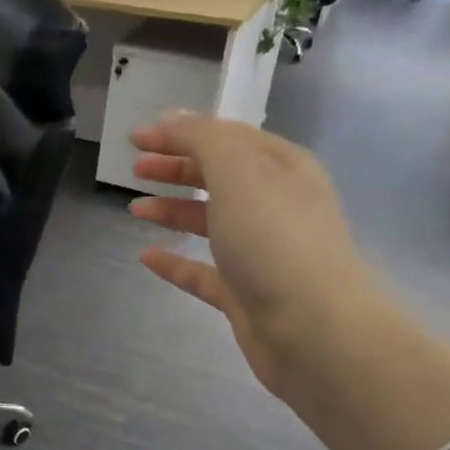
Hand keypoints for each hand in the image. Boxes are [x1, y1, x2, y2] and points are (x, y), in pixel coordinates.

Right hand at [126, 115, 381, 410]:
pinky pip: (203, 271)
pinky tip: (147, 258)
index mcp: (282, 168)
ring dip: (172, 211)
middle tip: (134, 168)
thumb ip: (204, 140)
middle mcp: (274, 205)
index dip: (181, 133)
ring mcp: (260, 253)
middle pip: (218, 177)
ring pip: (210, 222)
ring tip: (134, 208)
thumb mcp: (239, 173)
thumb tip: (174, 118)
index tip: (136, 138)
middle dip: (176, 168)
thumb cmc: (276, 241)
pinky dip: (175, 262)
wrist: (315, 331)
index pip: (226, 138)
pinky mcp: (245, 294)